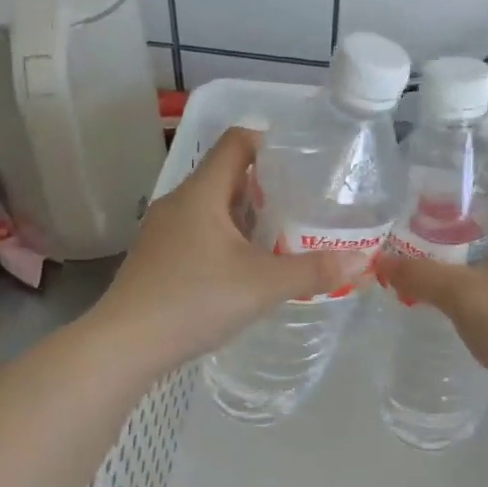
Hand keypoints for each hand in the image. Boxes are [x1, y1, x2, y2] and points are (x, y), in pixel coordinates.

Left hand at [93, 127, 365, 369]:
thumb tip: (362, 261)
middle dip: (267, 187)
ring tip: (280, 238)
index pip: (237, 142)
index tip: (302, 164)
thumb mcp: (263, 285)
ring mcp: (163, 231)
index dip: (270, 143)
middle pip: (227, 175)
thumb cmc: (195, 300)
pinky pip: (198, 233)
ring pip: (212, 208)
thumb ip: (313, 271)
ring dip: (246, 217)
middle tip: (303, 207)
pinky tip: (243, 270)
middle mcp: (179, 202)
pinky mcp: (156, 258)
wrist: (125, 345)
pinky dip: (225, 240)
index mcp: (202, 192)